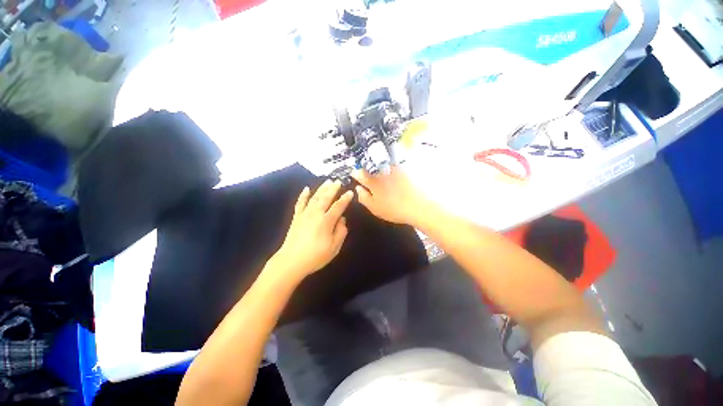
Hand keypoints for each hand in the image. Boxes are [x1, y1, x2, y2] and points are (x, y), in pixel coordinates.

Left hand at [268, 180, 353, 281]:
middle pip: (326, 198)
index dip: (345, 199)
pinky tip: (306, 189)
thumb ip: (341, 232)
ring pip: (314, 197)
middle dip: (333, 188)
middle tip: (338, 181)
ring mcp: (305, 214)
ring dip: (321, 188)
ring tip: (327, 181)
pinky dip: (303, 195)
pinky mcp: (297, 217)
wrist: (291, 261)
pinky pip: (300, 203)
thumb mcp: (334, 248)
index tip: (350, 192)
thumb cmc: (315, 256)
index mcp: (326, 221)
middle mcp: (316, 214)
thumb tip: (342, 219)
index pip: (338, 206)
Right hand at [352, 166, 430, 225]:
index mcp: (372, 180)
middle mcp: (381, 170)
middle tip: (367, 176)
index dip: (355, 174)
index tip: (355, 177)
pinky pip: (392, 164)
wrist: (419, 205)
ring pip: (380, 163)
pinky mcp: (404, 167)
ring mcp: (393, 167)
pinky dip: (389, 167)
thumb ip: (363, 197)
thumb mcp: (374, 208)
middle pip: (369, 166)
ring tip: (379, 175)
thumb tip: (357, 188)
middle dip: (365, 169)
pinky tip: (392, 175)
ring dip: (377, 167)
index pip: (358, 173)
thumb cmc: (394, 209)